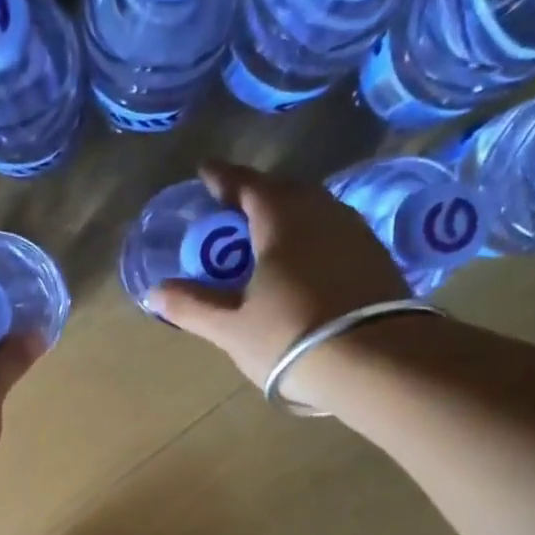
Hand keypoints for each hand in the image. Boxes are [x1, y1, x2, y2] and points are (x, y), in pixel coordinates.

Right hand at [148, 160, 409, 396]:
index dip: (222, 177)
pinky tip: (305, 264)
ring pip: (314, 212)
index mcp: (281, 218)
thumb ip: (193, 306)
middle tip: (234, 209)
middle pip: (284, 192)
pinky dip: (312, 240)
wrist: (378, 362)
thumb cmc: (291, 337)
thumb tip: (156, 292)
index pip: (246, 184)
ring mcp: (355, 234)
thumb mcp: (232, 328)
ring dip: (287, 217)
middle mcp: (322, 212)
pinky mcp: (376, 259)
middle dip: (256, 195)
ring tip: (268, 236)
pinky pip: (334, 235)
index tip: (205, 172)